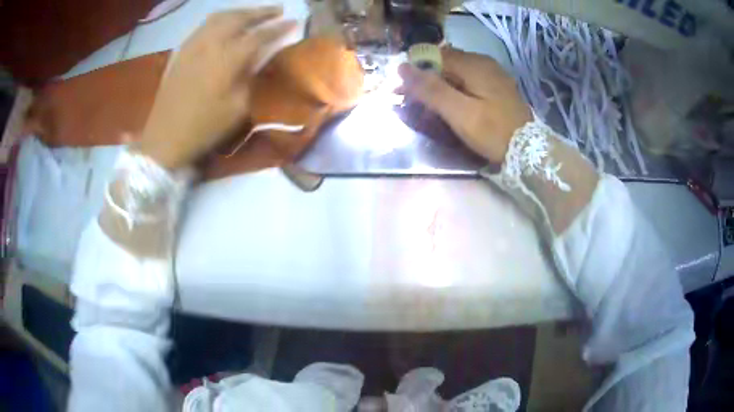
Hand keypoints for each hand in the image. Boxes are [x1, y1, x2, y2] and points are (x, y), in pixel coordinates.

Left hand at [139, 7, 297, 168]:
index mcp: (228, 59)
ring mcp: (193, 45)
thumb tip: (260, 57)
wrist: (166, 137)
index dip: (279, 28)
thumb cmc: (205, 127)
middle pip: (239, 18)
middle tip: (278, 10)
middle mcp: (211, 44)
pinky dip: (220, 19)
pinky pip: (204, 26)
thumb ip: (251, 76)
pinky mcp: (182, 51)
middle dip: (261, 12)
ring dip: (240, 12)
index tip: (293, 22)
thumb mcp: (238, 107)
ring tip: (253, 13)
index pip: (260, 35)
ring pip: (220, 17)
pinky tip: (225, 24)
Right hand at [397, 47, 531, 163]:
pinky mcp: (497, 87)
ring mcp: (493, 74)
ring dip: (439, 84)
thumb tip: (402, 68)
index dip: (415, 70)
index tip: (401, 90)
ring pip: (457, 72)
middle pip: (446, 63)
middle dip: (426, 78)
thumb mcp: (460, 113)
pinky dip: (455, 89)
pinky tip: (452, 104)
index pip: (435, 56)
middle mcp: (484, 63)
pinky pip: (469, 80)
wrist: (530, 151)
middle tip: (412, 101)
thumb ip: (431, 89)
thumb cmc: (494, 132)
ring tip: (428, 105)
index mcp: (474, 65)